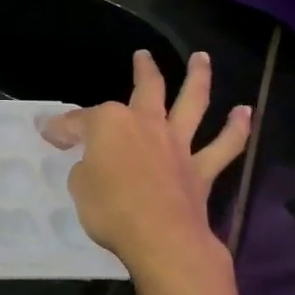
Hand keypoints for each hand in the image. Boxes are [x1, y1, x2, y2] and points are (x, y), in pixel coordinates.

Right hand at [42, 50, 256, 294]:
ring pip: (191, 103)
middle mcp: (146, 123)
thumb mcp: (79, 185)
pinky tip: (245, 112)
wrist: (161, 238)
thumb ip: (84, 166)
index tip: (49, 133)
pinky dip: (236, 130)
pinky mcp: (200, 170)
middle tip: (143, 55)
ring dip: (198, 78)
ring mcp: (176, 144)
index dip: (63, 127)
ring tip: (202, 58)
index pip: (79, 120)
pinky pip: (223, 147)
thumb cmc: (110, 209)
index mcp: (109, 123)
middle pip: (146, 88)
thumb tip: (89, 161)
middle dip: (144, 69)